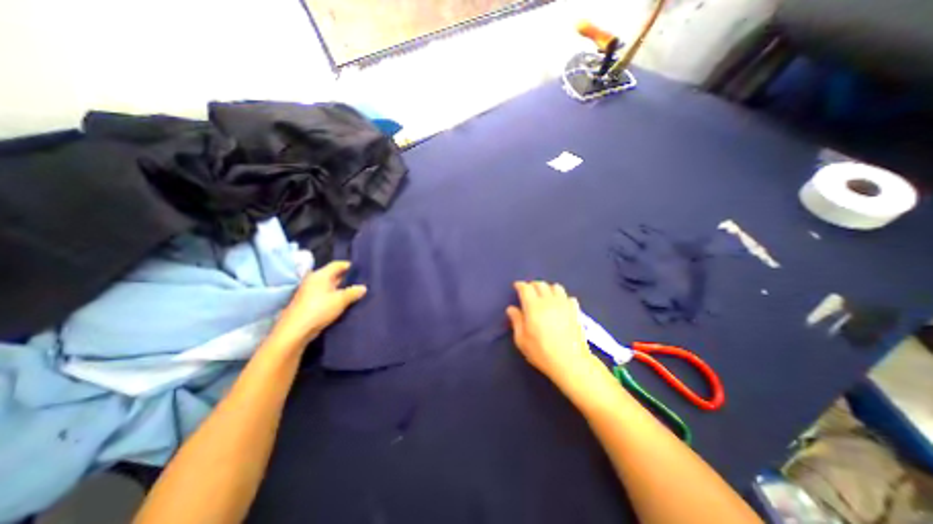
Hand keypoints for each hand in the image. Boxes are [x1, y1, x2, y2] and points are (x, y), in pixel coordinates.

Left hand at [266, 263, 366, 351]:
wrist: (296, 330)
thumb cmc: (319, 309)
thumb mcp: (341, 300)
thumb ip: (353, 292)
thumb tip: (363, 287)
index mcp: (321, 275)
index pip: (337, 264)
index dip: (349, 266)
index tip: (361, 270)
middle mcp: (314, 279)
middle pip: (333, 274)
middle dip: (346, 277)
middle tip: (360, 281)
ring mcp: (310, 291)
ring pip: (329, 285)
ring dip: (340, 288)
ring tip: (354, 291)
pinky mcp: (308, 301)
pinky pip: (325, 294)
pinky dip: (334, 295)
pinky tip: (342, 301)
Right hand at [508, 283, 608, 396]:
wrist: (570, 362)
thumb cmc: (542, 352)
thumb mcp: (522, 339)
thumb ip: (516, 321)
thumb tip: (511, 308)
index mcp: (533, 306)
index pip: (526, 288)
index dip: (520, 285)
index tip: (516, 286)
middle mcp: (549, 301)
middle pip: (540, 284)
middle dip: (532, 285)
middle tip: (528, 291)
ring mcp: (564, 304)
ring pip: (556, 287)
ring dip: (547, 288)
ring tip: (544, 296)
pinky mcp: (575, 310)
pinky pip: (568, 296)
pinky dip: (561, 297)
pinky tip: (559, 305)